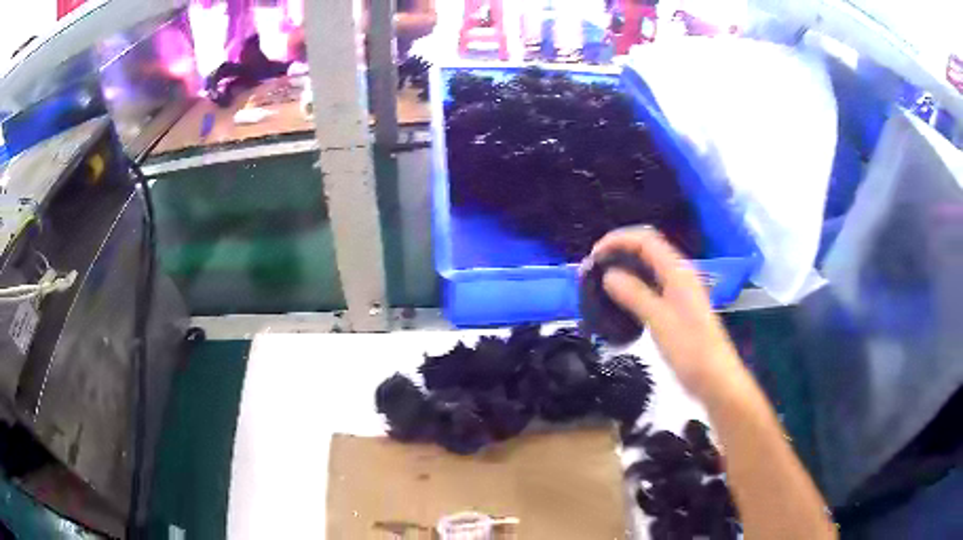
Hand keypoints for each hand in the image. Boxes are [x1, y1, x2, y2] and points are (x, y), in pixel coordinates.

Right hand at [589, 226, 742, 400]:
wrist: (715, 380)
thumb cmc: (690, 351)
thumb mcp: (660, 321)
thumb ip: (635, 295)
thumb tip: (608, 274)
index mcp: (678, 272)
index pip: (646, 240)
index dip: (618, 240)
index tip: (593, 254)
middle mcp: (680, 275)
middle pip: (647, 249)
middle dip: (619, 251)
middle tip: (593, 268)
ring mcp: (680, 292)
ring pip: (649, 267)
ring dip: (624, 268)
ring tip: (600, 281)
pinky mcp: (677, 308)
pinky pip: (652, 285)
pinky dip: (633, 285)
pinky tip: (620, 299)